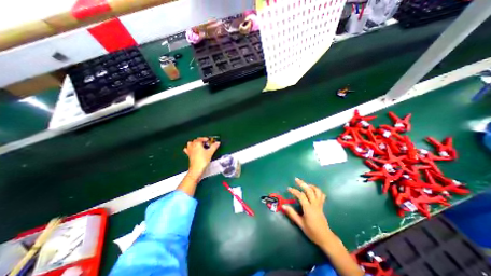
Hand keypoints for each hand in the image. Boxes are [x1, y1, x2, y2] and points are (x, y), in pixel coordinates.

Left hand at [184, 137, 220, 178]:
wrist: (196, 169)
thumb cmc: (202, 160)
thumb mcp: (210, 153)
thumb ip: (214, 146)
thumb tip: (217, 142)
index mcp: (197, 144)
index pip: (201, 138)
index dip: (206, 139)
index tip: (209, 140)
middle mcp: (192, 146)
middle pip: (196, 140)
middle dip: (201, 140)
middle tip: (206, 143)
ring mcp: (189, 150)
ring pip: (190, 143)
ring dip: (194, 143)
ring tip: (199, 145)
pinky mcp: (188, 155)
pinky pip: (187, 149)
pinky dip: (190, 148)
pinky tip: (193, 150)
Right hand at [282, 179, 331, 247]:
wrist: (325, 237)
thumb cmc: (312, 231)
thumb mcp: (300, 223)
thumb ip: (292, 214)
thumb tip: (283, 206)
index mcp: (308, 208)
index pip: (301, 195)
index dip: (294, 190)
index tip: (288, 188)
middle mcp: (315, 204)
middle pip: (309, 190)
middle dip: (302, 183)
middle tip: (296, 179)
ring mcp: (319, 204)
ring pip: (317, 191)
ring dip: (311, 186)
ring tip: (305, 184)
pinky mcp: (322, 206)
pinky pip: (321, 195)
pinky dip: (317, 190)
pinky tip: (312, 190)